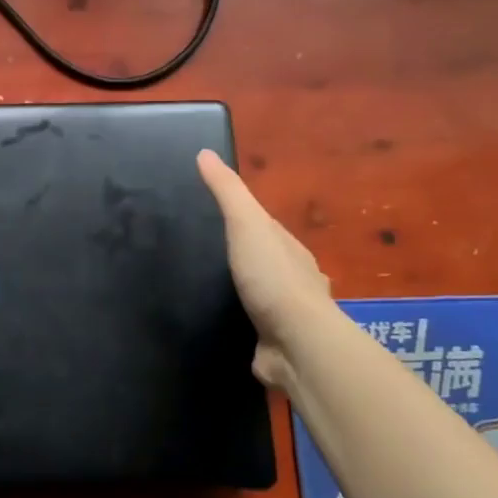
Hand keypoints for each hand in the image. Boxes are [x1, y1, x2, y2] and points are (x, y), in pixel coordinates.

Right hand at [197, 150, 332, 386]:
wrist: (296, 343)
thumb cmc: (272, 278)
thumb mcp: (247, 224)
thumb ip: (227, 192)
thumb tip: (204, 153)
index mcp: (289, 250)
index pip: (264, 227)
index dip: (241, 218)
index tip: (210, 215)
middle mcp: (292, 281)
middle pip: (263, 261)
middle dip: (241, 258)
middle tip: (201, 253)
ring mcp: (285, 316)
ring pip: (258, 297)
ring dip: (239, 294)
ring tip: (202, 289)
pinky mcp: (272, 344)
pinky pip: (251, 329)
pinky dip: (237, 324)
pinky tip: (215, 324)